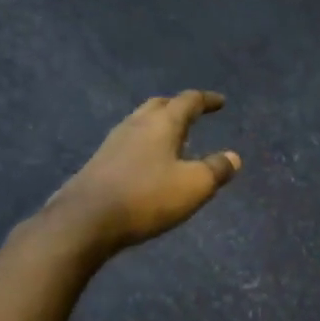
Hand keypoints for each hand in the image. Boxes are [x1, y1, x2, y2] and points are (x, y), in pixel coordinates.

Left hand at [47, 92, 241, 253]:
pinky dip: (145, 144)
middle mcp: (135, 125)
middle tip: (193, 114)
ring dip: (159, 125)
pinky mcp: (100, 163)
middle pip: (159, 106)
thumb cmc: (147, 197)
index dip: (206, 100)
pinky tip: (149, 162)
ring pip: (141, 123)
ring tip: (174, 138)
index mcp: (162, 124)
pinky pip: (129, 143)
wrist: (86, 220)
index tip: (220, 102)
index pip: (188, 102)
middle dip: (178, 107)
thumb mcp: (194, 186)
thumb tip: (233, 157)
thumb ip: (216, 169)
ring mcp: (113, 143)